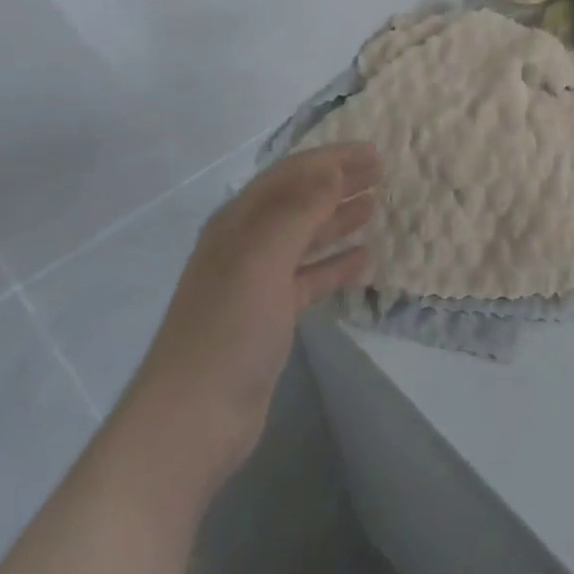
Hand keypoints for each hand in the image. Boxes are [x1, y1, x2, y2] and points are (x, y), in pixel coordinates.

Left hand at [123, 143, 381, 469]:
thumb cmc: (228, 328)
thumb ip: (300, 209)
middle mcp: (247, 244)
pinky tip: (364, 260)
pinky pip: (309, 277)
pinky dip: (335, 264)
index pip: (292, 174)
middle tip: (381, 174)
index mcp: (239, 222)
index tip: (373, 152)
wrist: (191, 421)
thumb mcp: (263, 258)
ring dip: (339, 218)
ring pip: (306, 237)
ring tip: (375, 206)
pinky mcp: (270, 316)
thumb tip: (333, 169)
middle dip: (338, 183)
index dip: (331, 159)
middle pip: (300, 200)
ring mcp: (258, 281)